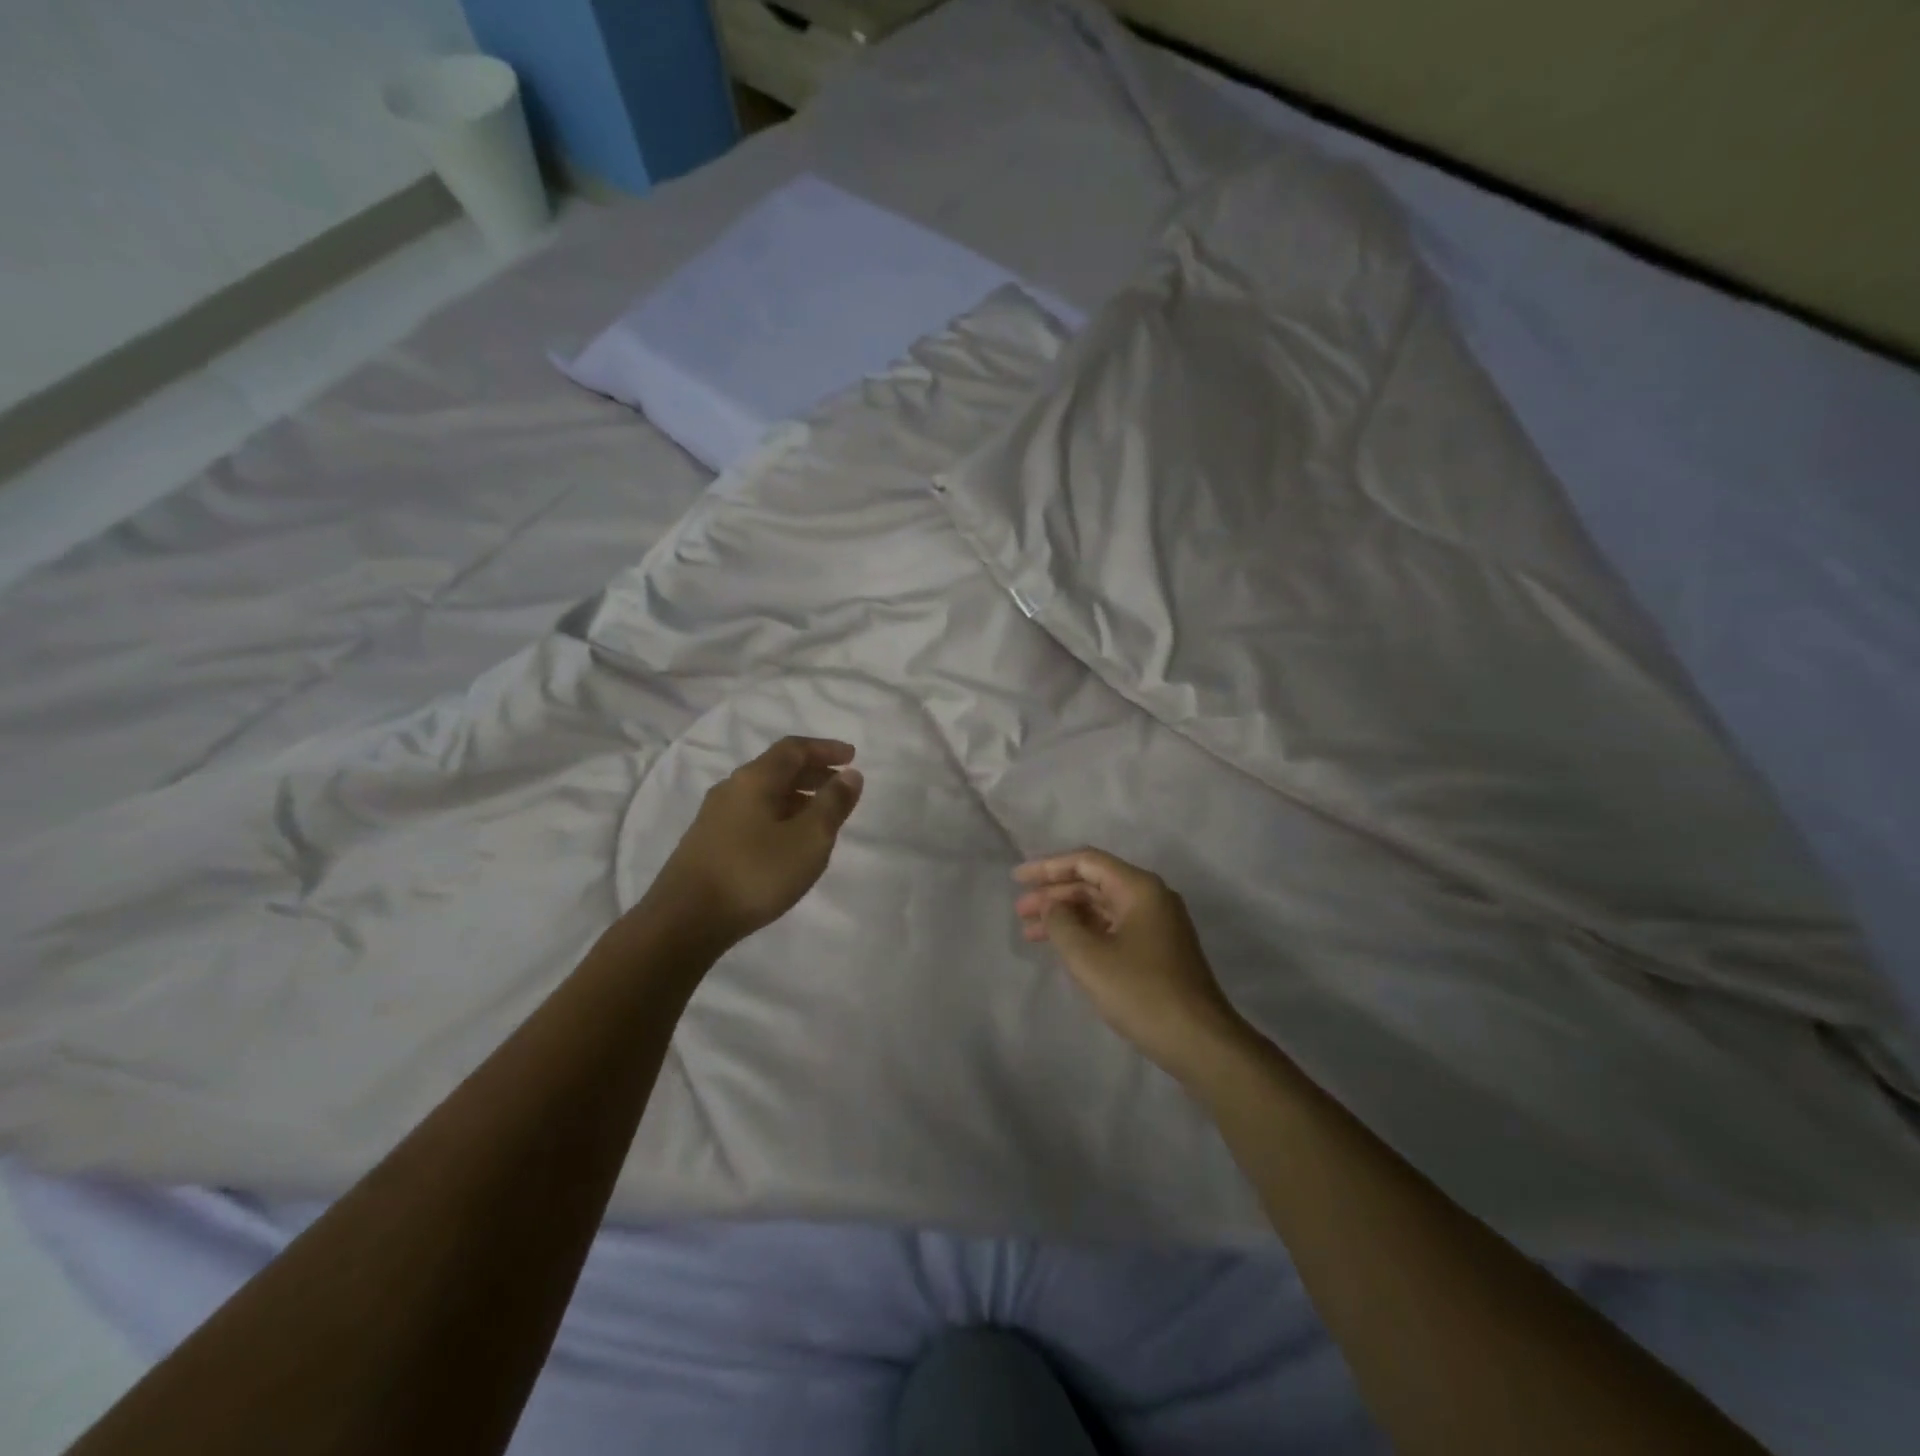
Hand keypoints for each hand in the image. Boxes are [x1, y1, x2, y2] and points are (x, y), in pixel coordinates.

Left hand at [648, 737, 863, 946]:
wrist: (685, 921)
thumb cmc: (755, 873)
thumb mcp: (809, 839)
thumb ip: (833, 804)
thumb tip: (850, 775)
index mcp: (754, 779)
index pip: (794, 749)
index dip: (825, 748)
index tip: (852, 756)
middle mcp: (731, 789)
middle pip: (777, 769)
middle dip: (813, 773)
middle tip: (841, 786)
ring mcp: (715, 817)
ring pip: (764, 794)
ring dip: (797, 797)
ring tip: (821, 817)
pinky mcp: (708, 843)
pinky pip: (752, 816)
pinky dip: (779, 816)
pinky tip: (788, 842)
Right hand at [1015, 848, 1246, 1082]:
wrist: (1199, 1041)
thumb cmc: (1141, 992)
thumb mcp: (1089, 957)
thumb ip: (1061, 923)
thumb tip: (1052, 906)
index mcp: (1139, 888)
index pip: (1086, 862)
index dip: (1047, 867)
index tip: (1017, 879)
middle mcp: (1151, 897)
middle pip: (1094, 882)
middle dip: (1054, 894)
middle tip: (1019, 911)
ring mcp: (1157, 924)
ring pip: (1102, 907)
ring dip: (1067, 915)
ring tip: (1030, 932)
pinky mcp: (1158, 949)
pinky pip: (1114, 927)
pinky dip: (1085, 932)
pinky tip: (1063, 947)